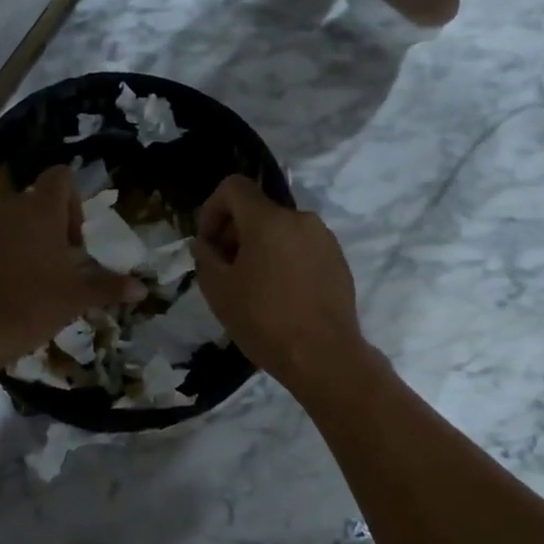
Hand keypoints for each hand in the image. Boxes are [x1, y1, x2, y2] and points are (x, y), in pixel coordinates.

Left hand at [0, 165, 144, 369]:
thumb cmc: (32, 304)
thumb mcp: (78, 296)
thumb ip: (110, 287)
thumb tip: (142, 289)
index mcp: (40, 210)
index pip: (61, 176)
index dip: (76, 200)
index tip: (78, 238)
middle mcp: (12, 209)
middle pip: (40, 200)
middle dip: (58, 225)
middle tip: (68, 263)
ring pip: (19, 220)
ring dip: (35, 239)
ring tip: (45, 276)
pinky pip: (0, 239)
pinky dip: (13, 253)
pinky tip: (19, 286)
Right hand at [191, 176, 370, 389]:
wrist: (324, 356)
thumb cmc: (264, 321)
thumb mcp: (218, 290)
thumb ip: (205, 256)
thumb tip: (206, 244)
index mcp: (269, 219)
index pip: (233, 187)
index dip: (212, 208)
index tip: (207, 243)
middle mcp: (300, 219)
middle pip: (258, 209)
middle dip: (234, 231)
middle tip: (224, 267)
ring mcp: (324, 239)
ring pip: (281, 230)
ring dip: (260, 247)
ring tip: (251, 285)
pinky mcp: (338, 261)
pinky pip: (301, 248)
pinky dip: (283, 259)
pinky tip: (279, 295)